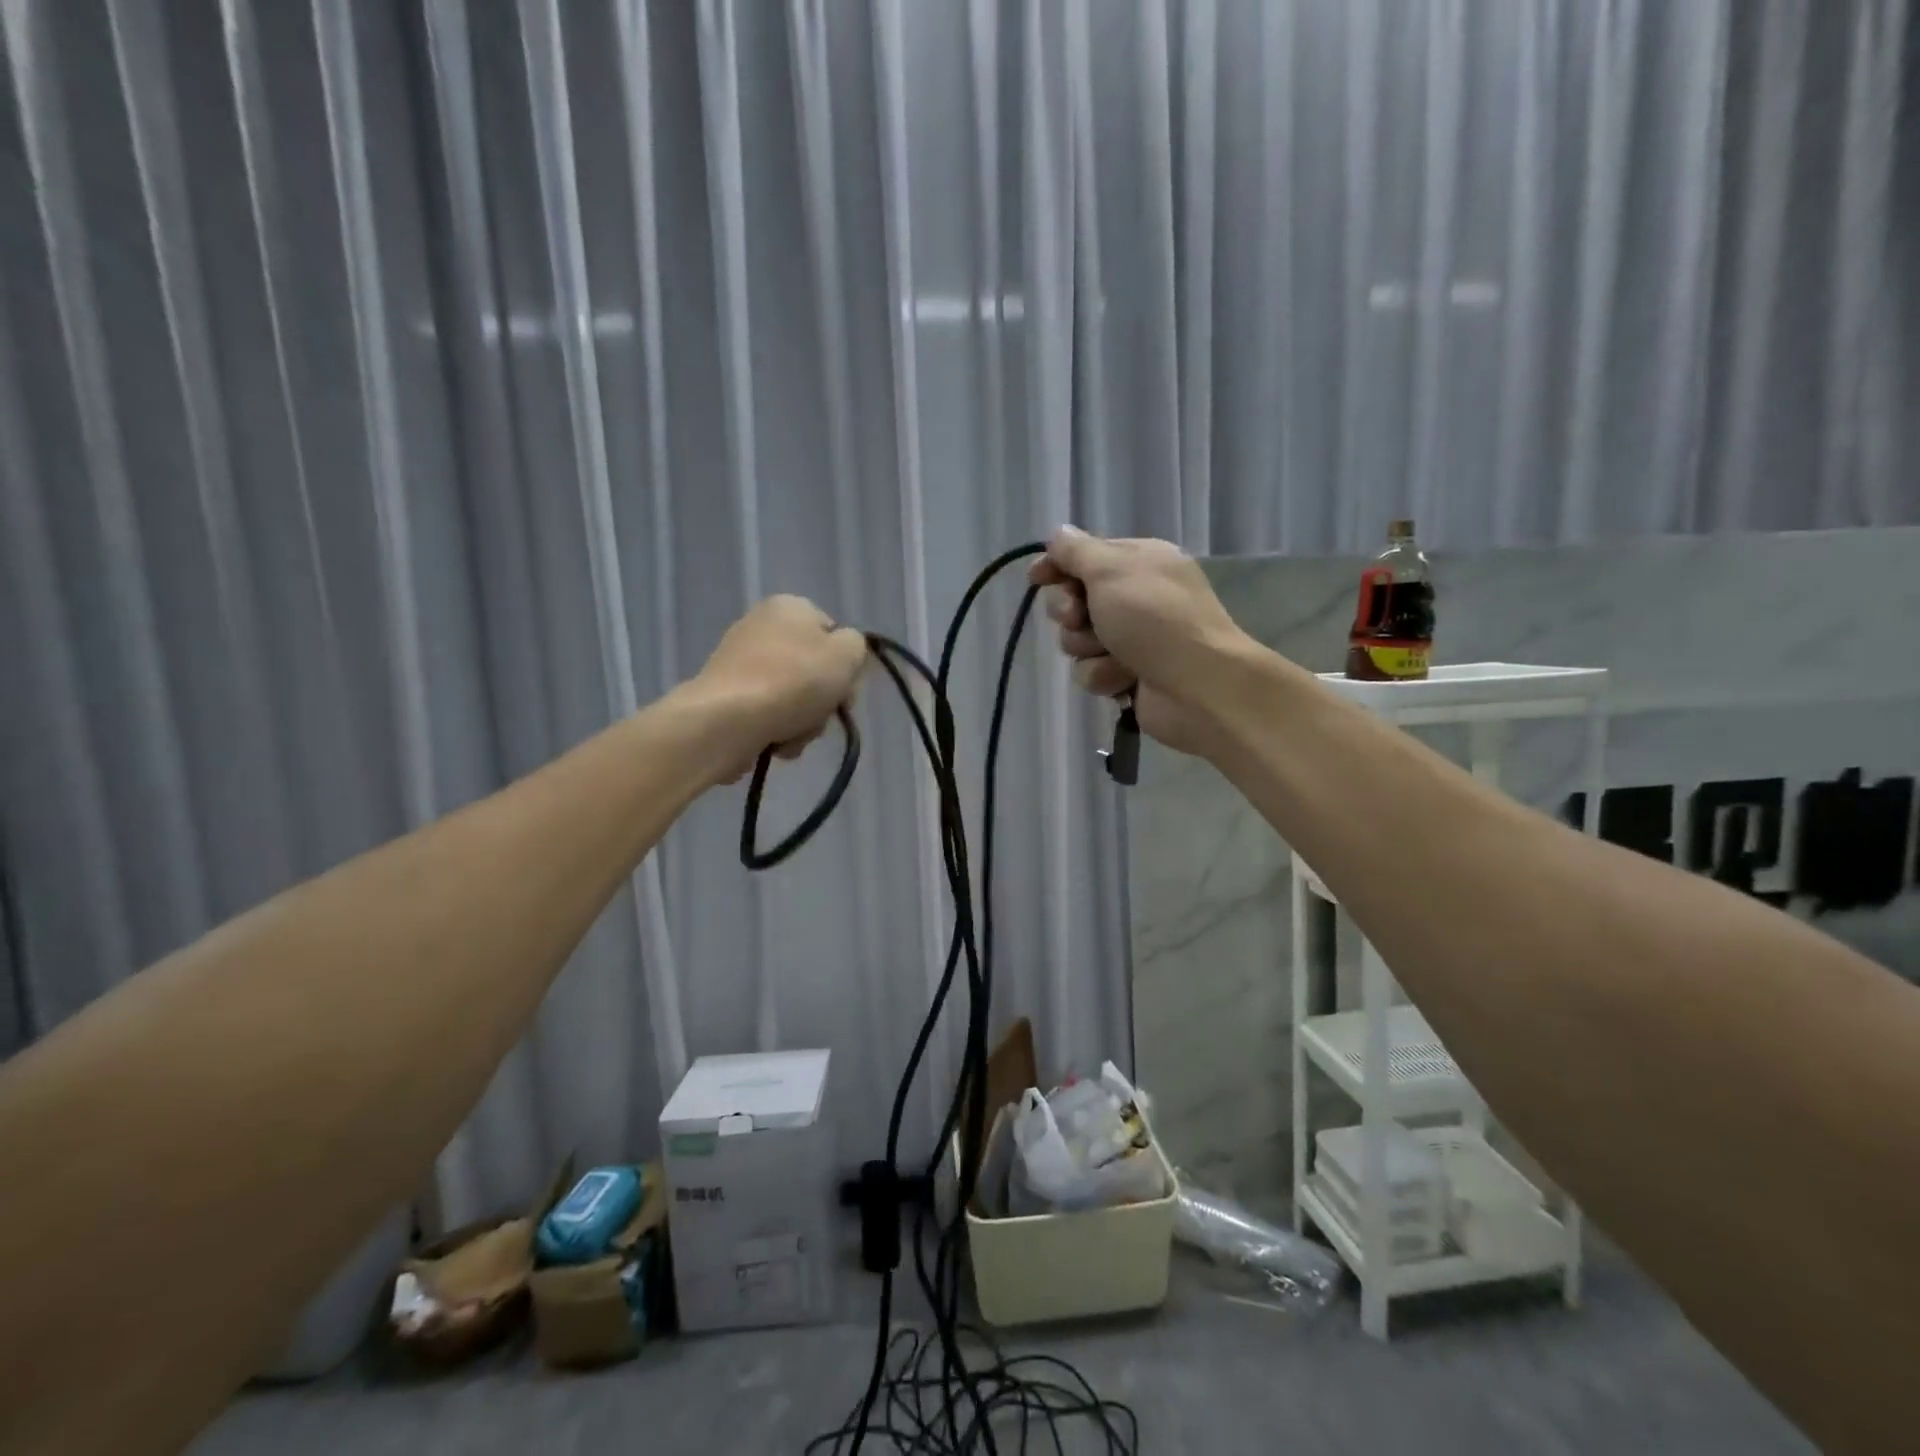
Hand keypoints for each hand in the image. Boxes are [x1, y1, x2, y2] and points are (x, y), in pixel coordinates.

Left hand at [687, 596, 867, 779]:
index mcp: (790, 606)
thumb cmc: (795, 681)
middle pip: (812, 669)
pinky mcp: (725, 696)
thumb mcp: (847, 654)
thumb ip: (856, 646)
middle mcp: (761, 626)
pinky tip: (774, 743)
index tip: (846, 691)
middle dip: (822, 700)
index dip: (845, 666)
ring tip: (794, 735)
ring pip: (793, 697)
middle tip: (821, 716)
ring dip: (803, 722)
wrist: (729, 720)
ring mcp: (739, 662)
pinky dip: (776, 730)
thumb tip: (842, 653)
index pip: (833, 634)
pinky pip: (766, 714)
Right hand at [1028, 527, 1253, 754]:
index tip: (1036, 578)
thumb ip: (1076, 551)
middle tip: (1078, 618)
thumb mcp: (1111, 570)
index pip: (1084, 556)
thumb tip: (1058, 533)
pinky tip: (1125, 679)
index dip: (1057, 566)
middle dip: (1069, 612)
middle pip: (1074, 599)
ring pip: (1077, 640)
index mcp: (1138, 562)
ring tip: (1114, 654)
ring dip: (1088, 648)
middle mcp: (1135, 597)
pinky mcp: (1127, 675)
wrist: (1198, 686)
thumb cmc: (1154, 618)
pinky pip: (1091, 671)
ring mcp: (1132, 638)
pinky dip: (1104, 675)